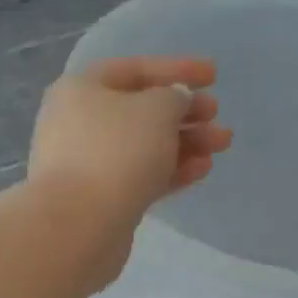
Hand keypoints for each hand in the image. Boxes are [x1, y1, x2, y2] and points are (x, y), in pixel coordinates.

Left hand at [26, 56, 232, 293]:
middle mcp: (76, 125)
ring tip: (221, 146)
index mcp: (79, 90)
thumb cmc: (115, 152)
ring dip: (184, 144)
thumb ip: (174, 97)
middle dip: (183, 113)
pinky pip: (137, 178)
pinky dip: (169, 171)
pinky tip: (201, 170)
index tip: (213, 76)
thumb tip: (174, 104)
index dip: (176, 69)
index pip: (133, 70)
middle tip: (216, 117)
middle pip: (138, 112)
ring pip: (141, 148)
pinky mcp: (97, 202)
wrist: (78, 228)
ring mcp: (85, 166)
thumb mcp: (156, 110)